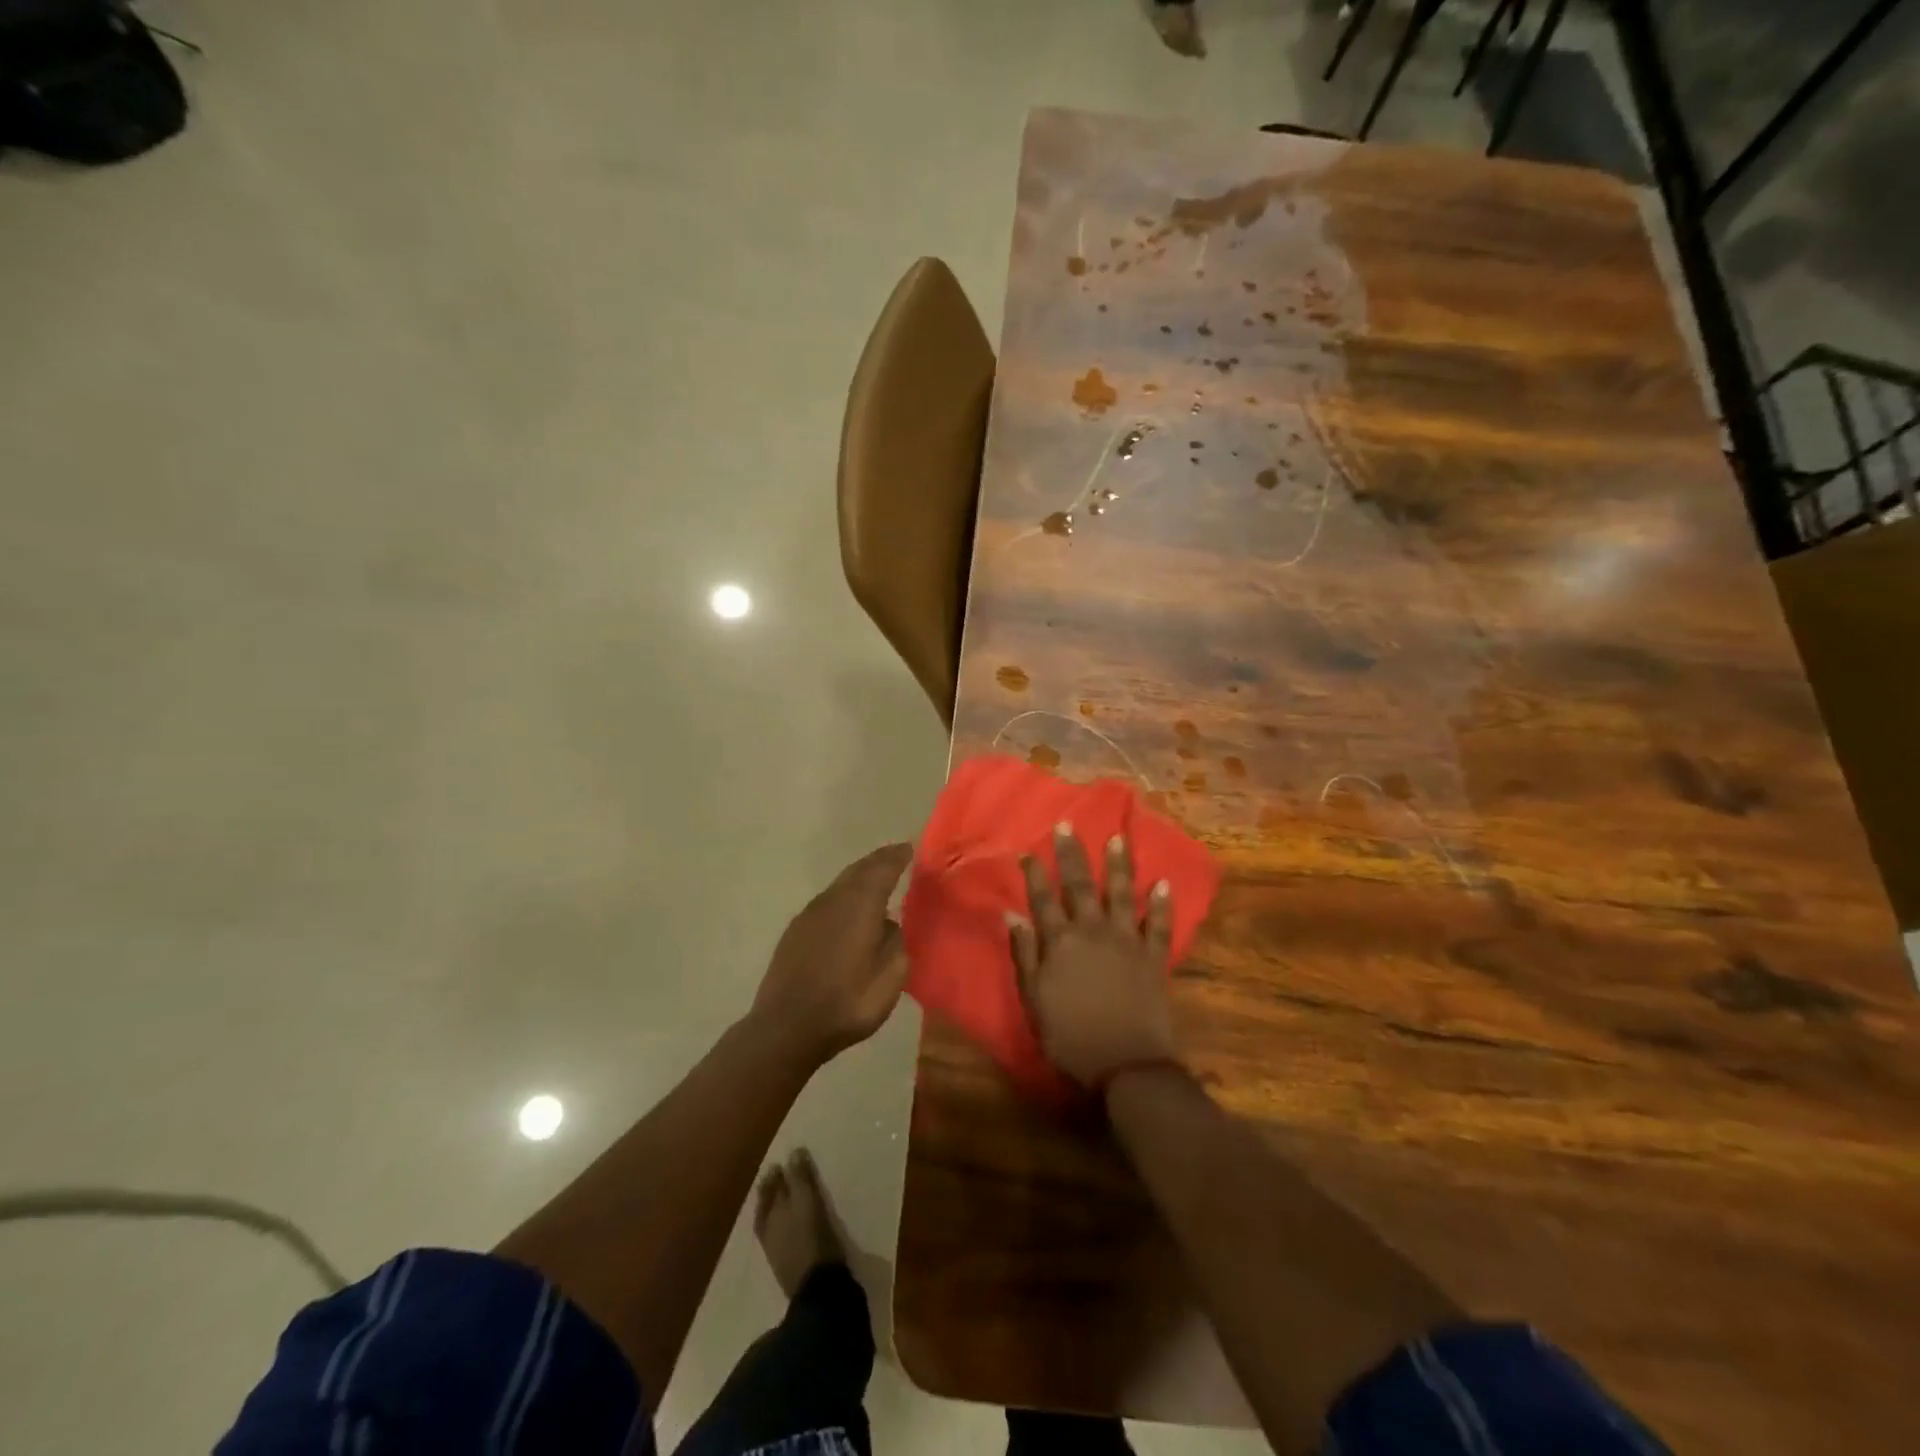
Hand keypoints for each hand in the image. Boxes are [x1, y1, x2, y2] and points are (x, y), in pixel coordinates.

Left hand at [752, 843, 912, 1064]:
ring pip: (840, 884)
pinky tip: (849, 910)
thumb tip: (889, 925)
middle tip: (896, 856)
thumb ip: (895, 944)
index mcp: (859, 906)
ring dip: (860, 877)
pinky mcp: (795, 930)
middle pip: (859, 870)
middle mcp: (833, 900)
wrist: (786, 1027)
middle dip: (878, 860)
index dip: (897, 857)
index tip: (910, 848)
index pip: (882, 869)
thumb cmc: (845, 1004)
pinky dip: (844, 895)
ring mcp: (810, 914)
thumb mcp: (889, 979)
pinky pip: (827, 900)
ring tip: (876, 880)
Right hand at [1009, 824, 1178, 1087]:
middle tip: (1068, 826)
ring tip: (1118, 838)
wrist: (1126, 1065)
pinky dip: (1163, 904)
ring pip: (1122, 894)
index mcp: (1060, 942)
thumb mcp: (1034, 1000)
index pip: (1043, 899)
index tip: (1028, 850)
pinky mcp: (1154, 957)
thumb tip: (1012, 915)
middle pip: (1080, 886)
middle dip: (1072, 854)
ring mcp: (1128, 941)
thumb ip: (1025, 954)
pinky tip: (1164, 883)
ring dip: (1120, 865)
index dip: (1035, 873)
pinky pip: (1160, 925)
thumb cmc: (1070, 1037)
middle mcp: (1093, 931)